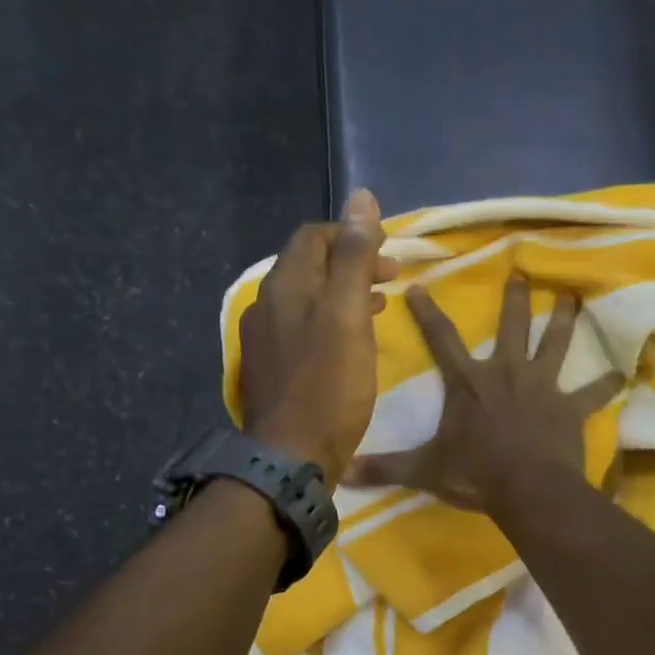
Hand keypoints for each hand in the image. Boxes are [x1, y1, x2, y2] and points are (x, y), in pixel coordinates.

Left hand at [240, 189, 395, 485]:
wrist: (292, 456)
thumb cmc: (328, 385)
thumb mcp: (348, 315)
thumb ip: (353, 257)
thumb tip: (360, 198)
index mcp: (285, 285)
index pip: (314, 236)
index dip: (352, 235)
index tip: (388, 253)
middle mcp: (267, 304)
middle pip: (309, 265)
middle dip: (350, 262)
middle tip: (390, 277)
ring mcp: (265, 338)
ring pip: (307, 298)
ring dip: (343, 292)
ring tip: (378, 305)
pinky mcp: (272, 367)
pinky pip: (302, 327)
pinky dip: (330, 320)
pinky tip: (351, 340)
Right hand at [344, 275, 622, 515]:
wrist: (526, 489)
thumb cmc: (474, 474)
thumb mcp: (423, 470)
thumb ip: (384, 468)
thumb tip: (340, 473)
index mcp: (469, 383)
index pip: (442, 339)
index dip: (428, 312)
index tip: (420, 285)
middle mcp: (506, 373)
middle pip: (511, 326)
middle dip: (514, 299)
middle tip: (521, 272)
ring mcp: (541, 387)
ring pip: (555, 344)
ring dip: (565, 320)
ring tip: (574, 297)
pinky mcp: (569, 408)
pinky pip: (592, 393)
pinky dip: (605, 384)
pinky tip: (622, 373)